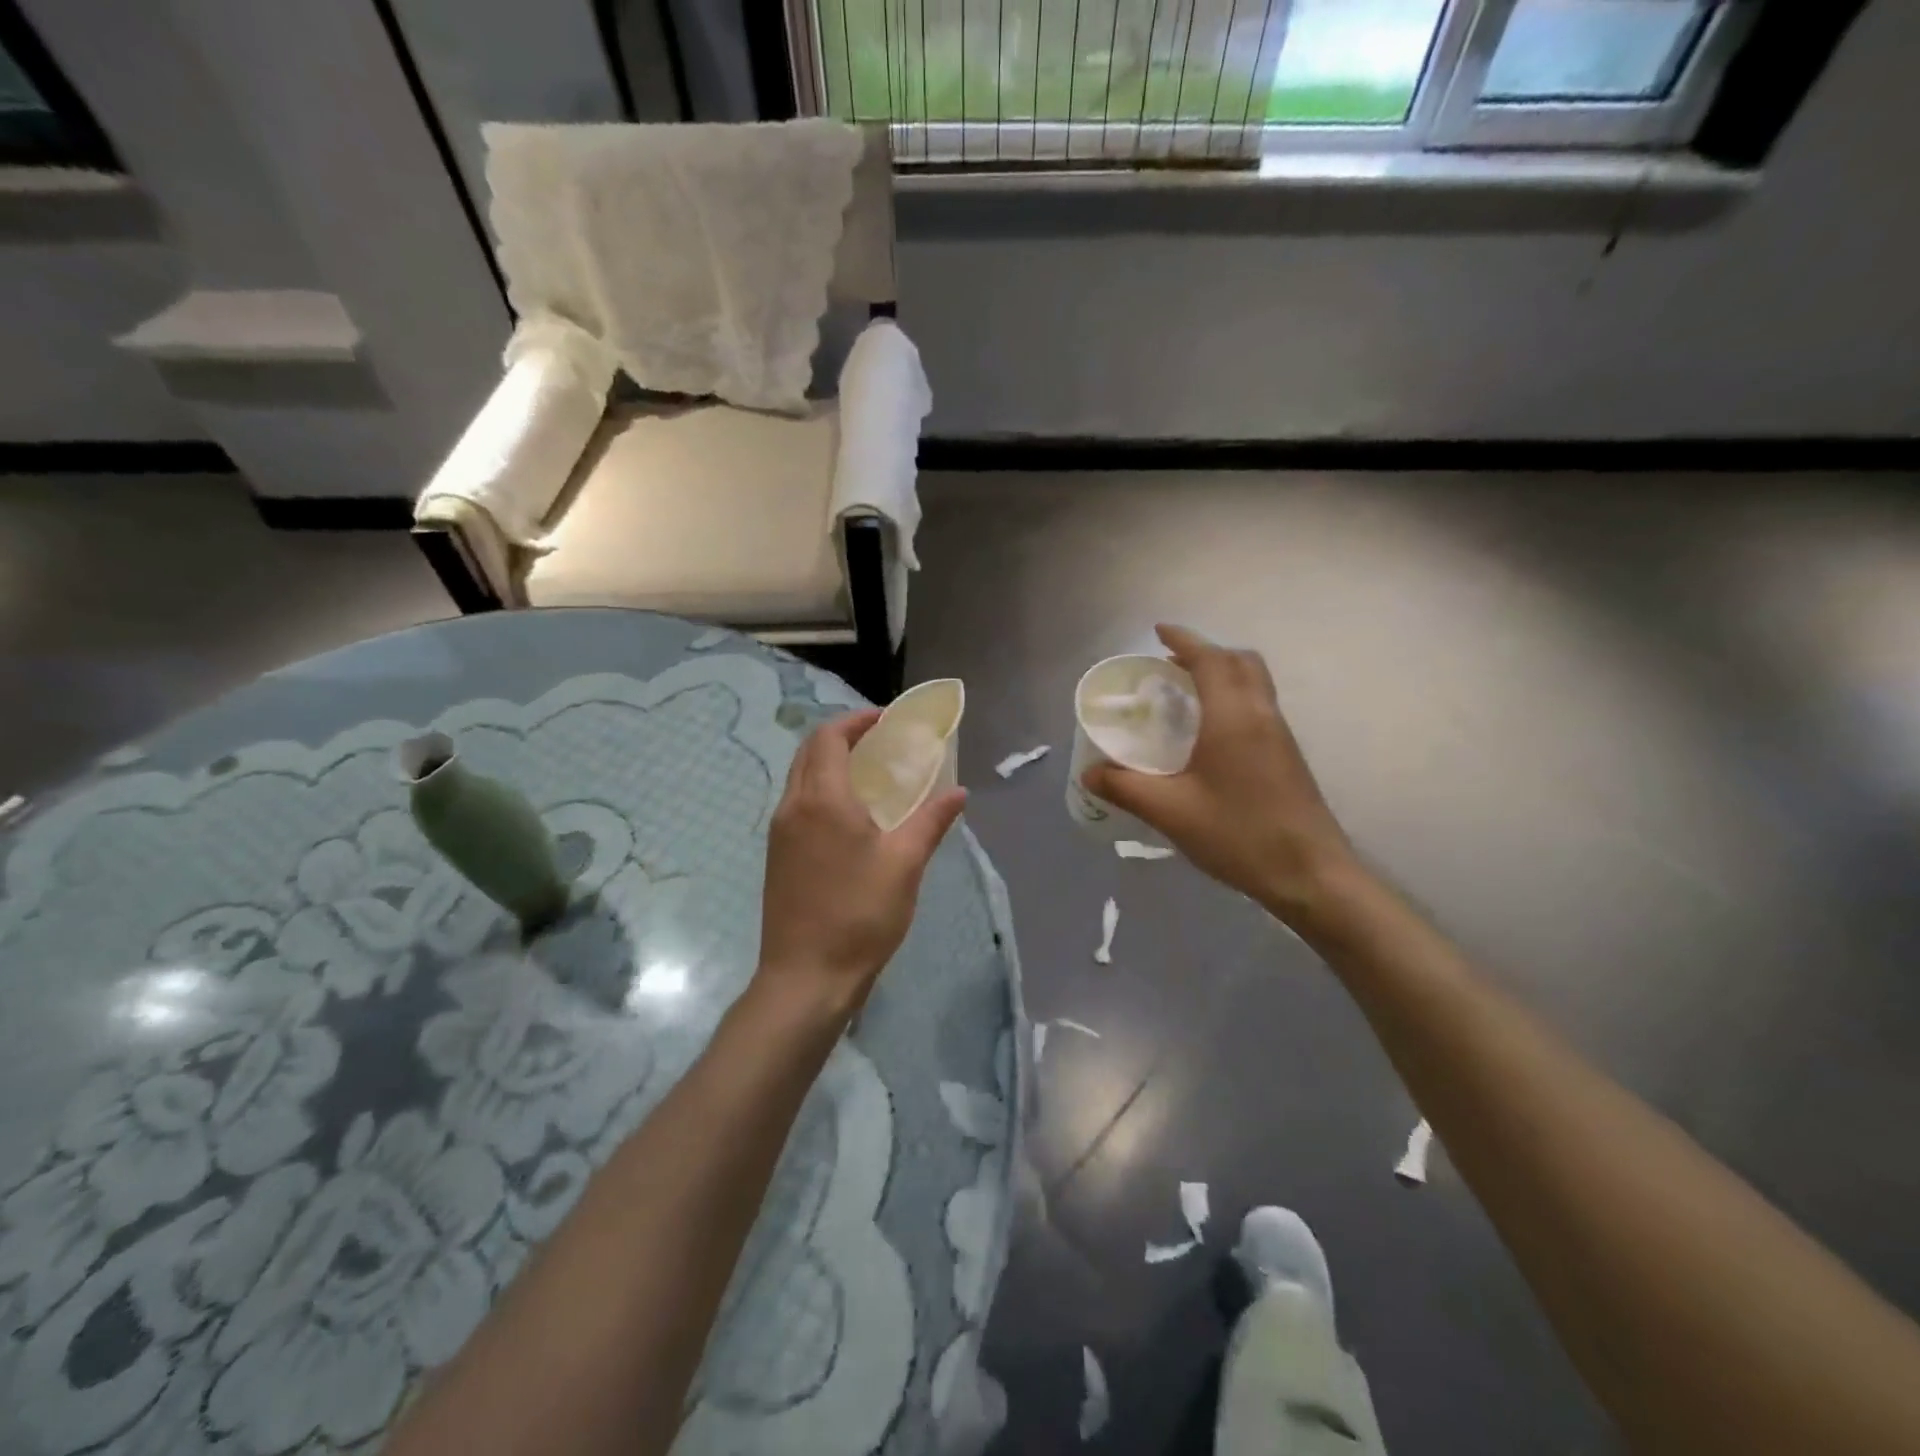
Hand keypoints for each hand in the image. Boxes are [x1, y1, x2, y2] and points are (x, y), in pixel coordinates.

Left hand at [757, 710, 966, 1016]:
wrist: (806, 976)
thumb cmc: (859, 916)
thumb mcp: (904, 865)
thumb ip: (931, 821)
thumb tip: (958, 792)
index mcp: (822, 800)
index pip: (829, 738)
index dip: (856, 721)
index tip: (886, 720)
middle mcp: (793, 806)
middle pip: (809, 751)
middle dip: (842, 736)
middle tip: (880, 742)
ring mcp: (780, 832)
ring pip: (800, 777)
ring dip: (829, 762)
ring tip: (869, 774)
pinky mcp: (777, 856)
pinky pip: (797, 803)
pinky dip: (820, 789)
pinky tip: (850, 815)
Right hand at [1081, 625, 1355, 922]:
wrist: (1310, 874)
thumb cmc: (1238, 834)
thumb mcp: (1170, 811)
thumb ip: (1126, 787)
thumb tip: (1090, 772)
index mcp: (1233, 717)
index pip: (1210, 660)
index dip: (1184, 640)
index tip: (1158, 631)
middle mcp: (1261, 715)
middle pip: (1240, 662)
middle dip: (1206, 653)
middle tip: (1171, 665)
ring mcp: (1280, 735)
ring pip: (1254, 683)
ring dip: (1222, 674)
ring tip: (1185, 694)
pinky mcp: (1288, 756)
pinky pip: (1259, 706)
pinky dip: (1233, 698)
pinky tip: (1210, 734)